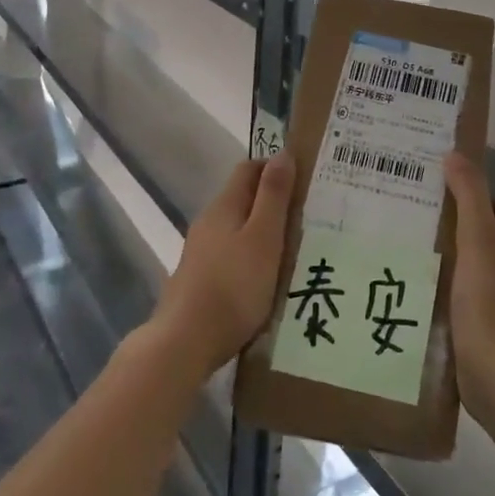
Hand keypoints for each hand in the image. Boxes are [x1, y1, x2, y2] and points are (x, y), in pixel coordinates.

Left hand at [155, 154, 295, 373]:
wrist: (185, 342)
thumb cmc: (233, 286)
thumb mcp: (263, 237)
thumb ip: (273, 196)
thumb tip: (282, 153)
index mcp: (225, 206)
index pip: (249, 169)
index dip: (276, 167)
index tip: (306, 179)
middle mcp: (209, 223)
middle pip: (243, 198)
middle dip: (274, 200)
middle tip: (309, 214)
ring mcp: (201, 252)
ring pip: (238, 228)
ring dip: (264, 230)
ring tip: (296, 246)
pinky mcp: (200, 279)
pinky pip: (232, 255)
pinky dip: (252, 255)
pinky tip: (268, 276)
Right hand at [444, 152, 494, 420]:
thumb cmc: (490, 304)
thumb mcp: (478, 242)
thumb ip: (468, 197)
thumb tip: (456, 155)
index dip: (477, 199)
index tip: (443, 196)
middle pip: (494, 239)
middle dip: (464, 230)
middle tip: (425, 223)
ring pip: (484, 271)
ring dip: (459, 263)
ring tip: (421, 257)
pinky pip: (477, 300)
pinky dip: (458, 293)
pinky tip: (429, 295)